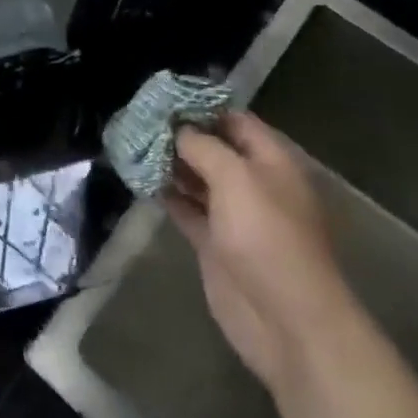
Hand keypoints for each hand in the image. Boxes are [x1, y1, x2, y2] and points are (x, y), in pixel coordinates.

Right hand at [163, 112, 355, 389]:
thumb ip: (203, 146)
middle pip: (213, 148)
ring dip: (169, 163)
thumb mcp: (236, 178)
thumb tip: (176, 128)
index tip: (162, 97)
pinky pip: (186, 209)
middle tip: (137, 118)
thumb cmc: (267, 237)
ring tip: (132, 143)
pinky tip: (139, 179)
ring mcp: (233, 215)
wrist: (285, 320)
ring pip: (197, 178)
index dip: (201, 106)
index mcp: (271, 161)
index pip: (234, 120)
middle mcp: (253, 183)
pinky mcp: (214, 243)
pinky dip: (166, 194)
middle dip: (179, 133)